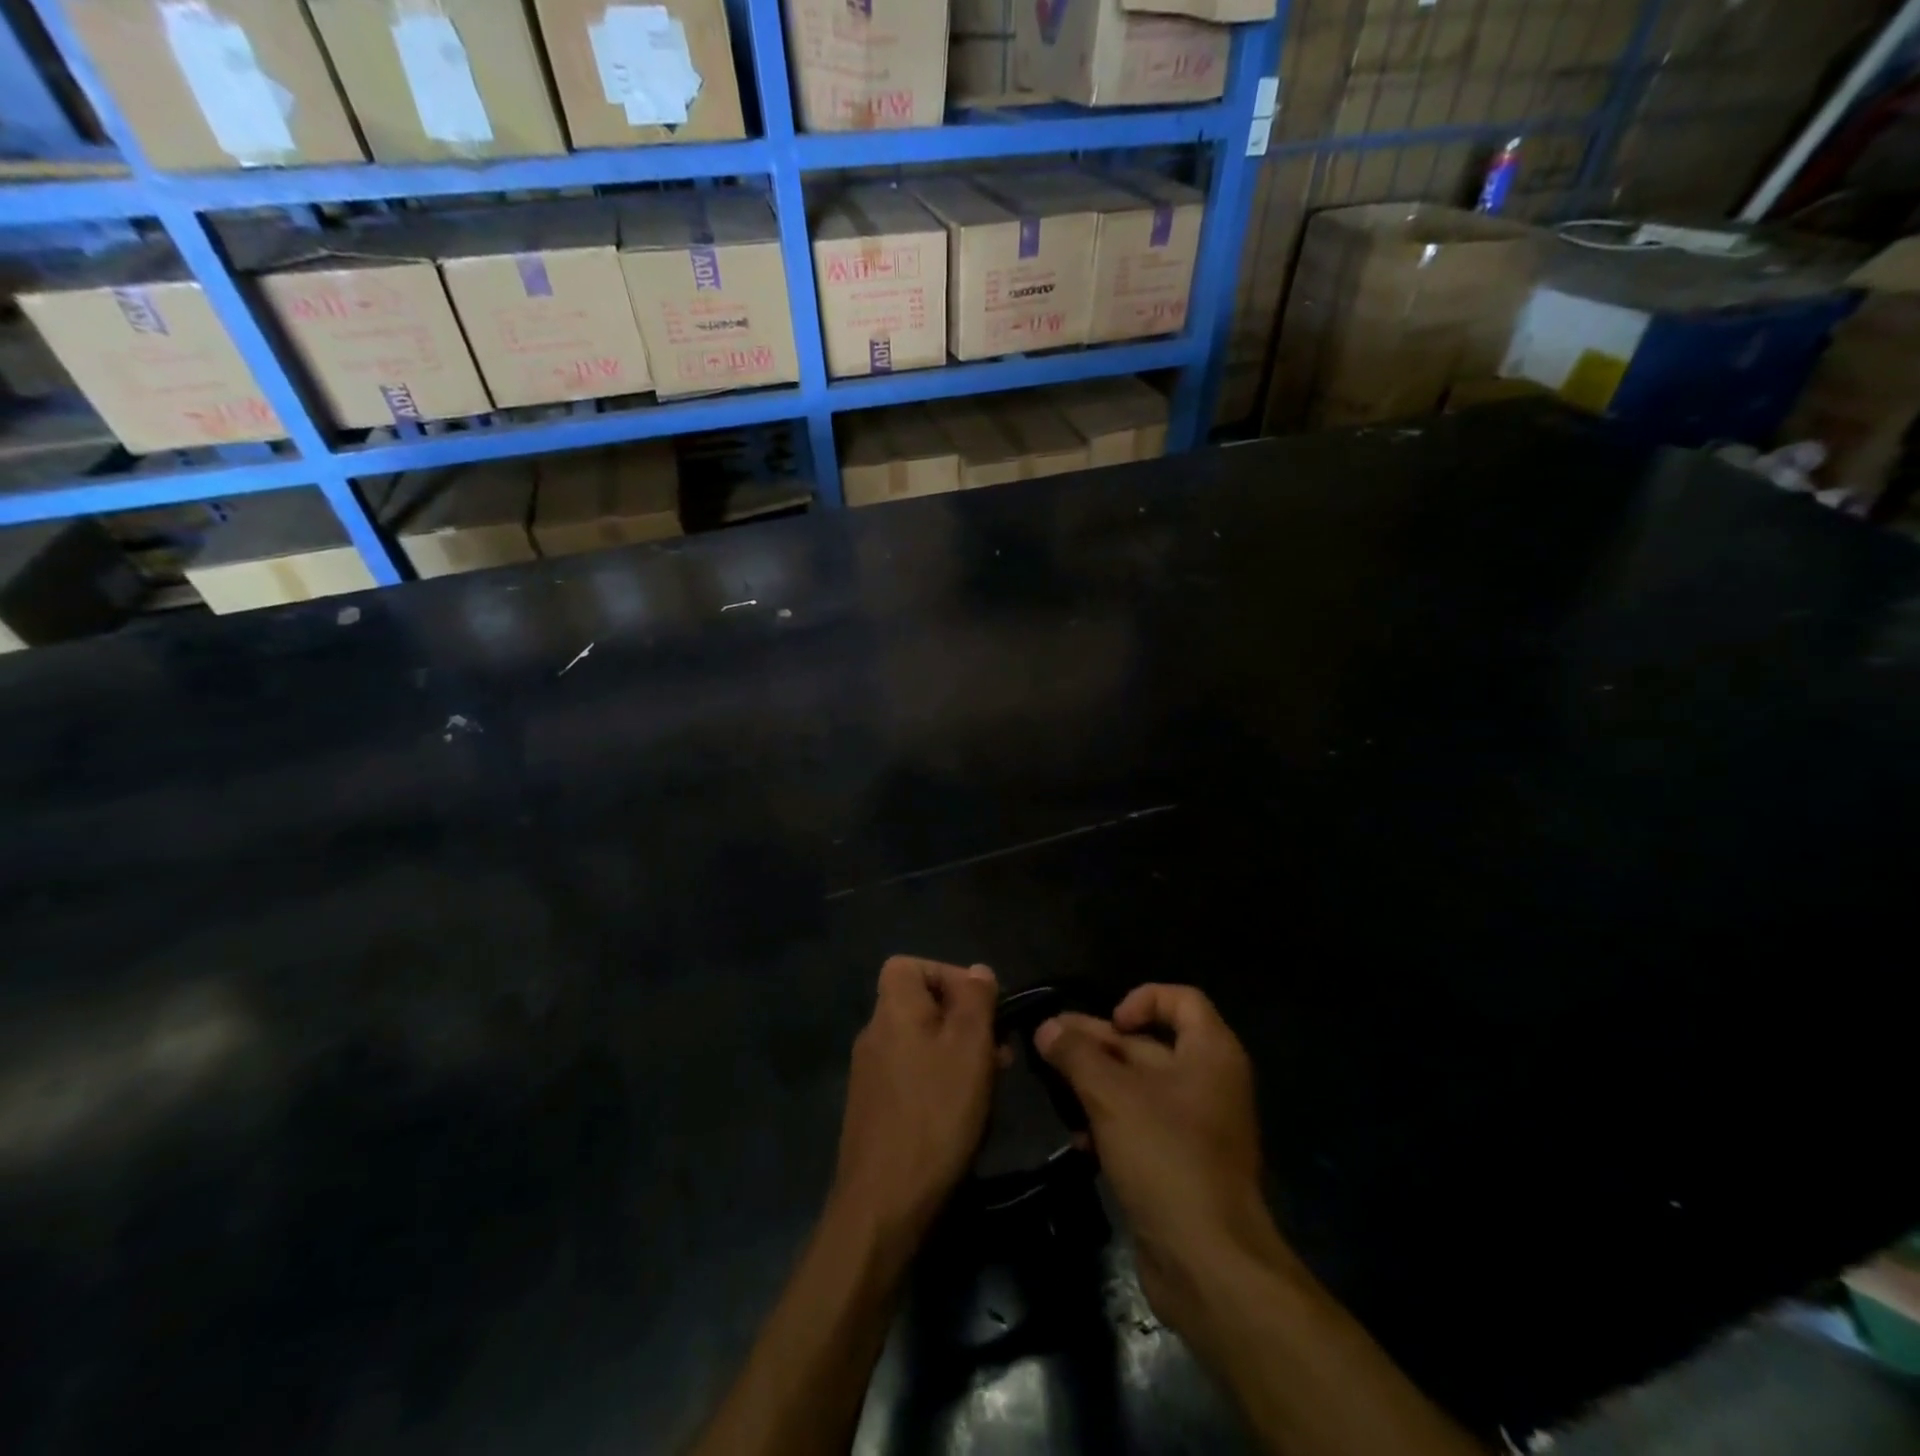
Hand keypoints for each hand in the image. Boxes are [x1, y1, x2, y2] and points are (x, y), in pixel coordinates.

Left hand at [830, 956, 999, 1260]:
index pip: (908, 965)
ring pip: (919, 1042)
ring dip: (956, 1052)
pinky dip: (939, 1080)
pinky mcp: (874, 1109)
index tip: (980, 1005)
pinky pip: (911, 1074)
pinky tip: (962, 1110)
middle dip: (962, 1019)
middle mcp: (875, 1034)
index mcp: (893, 1010)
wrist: (884, 1203)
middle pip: (918, 1004)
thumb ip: (975, 1001)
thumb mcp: (969, 1048)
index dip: (946, 973)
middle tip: (998, 1050)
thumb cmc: (934, 1113)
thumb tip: (978, 971)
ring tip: (990, 1081)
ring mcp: (870, 1074)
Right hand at [1035, 984, 1284, 1337]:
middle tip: (1048, 1044)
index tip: (1108, 1023)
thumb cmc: (1167, 1158)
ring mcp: (1194, 1126)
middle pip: (1149, 1044)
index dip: (1141, 1000)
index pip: (1180, 999)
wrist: (1209, 1265)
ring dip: (1096, 1083)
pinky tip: (1076, 1137)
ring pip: (1138, 1086)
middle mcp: (1208, 1082)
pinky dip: (1108, 1121)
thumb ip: (1077, 1055)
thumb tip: (1047, 1027)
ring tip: (1053, 1088)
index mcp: (1210, 1054)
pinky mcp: (1178, 1163)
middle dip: (1099, 1043)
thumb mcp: (1113, 1096)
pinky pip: (1140, 1125)